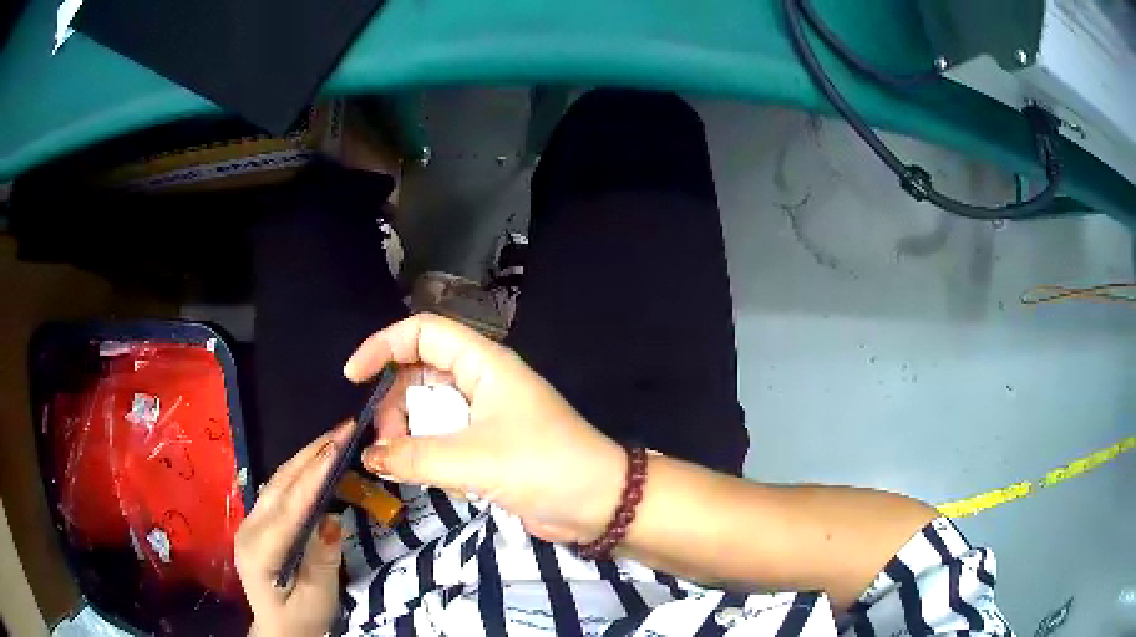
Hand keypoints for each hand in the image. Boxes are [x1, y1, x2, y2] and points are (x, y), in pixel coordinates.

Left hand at [235, 424, 352, 636]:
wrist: (278, 631)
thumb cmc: (300, 620)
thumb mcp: (316, 599)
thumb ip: (322, 560)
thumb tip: (331, 518)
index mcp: (260, 550)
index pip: (290, 506)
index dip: (314, 474)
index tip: (338, 445)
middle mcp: (249, 528)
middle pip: (280, 484)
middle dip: (311, 454)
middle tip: (343, 429)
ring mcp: (250, 523)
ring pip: (277, 482)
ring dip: (305, 458)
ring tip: (333, 439)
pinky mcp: (257, 523)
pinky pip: (278, 491)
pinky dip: (298, 472)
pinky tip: (314, 463)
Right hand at [345, 313, 624, 543]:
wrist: (599, 503)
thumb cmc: (543, 467)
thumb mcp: (474, 460)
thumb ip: (415, 457)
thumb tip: (370, 455)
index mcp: (484, 364)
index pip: (423, 333)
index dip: (383, 346)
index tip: (353, 377)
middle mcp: (482, 381)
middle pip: (419, 373)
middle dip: (393, 401)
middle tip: (383, 440)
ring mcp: (485, 415)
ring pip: (429, 409)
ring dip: (409, 431)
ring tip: (401, 461)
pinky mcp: (488, 446)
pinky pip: (443, 438)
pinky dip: (427, 452)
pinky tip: (428, 475)